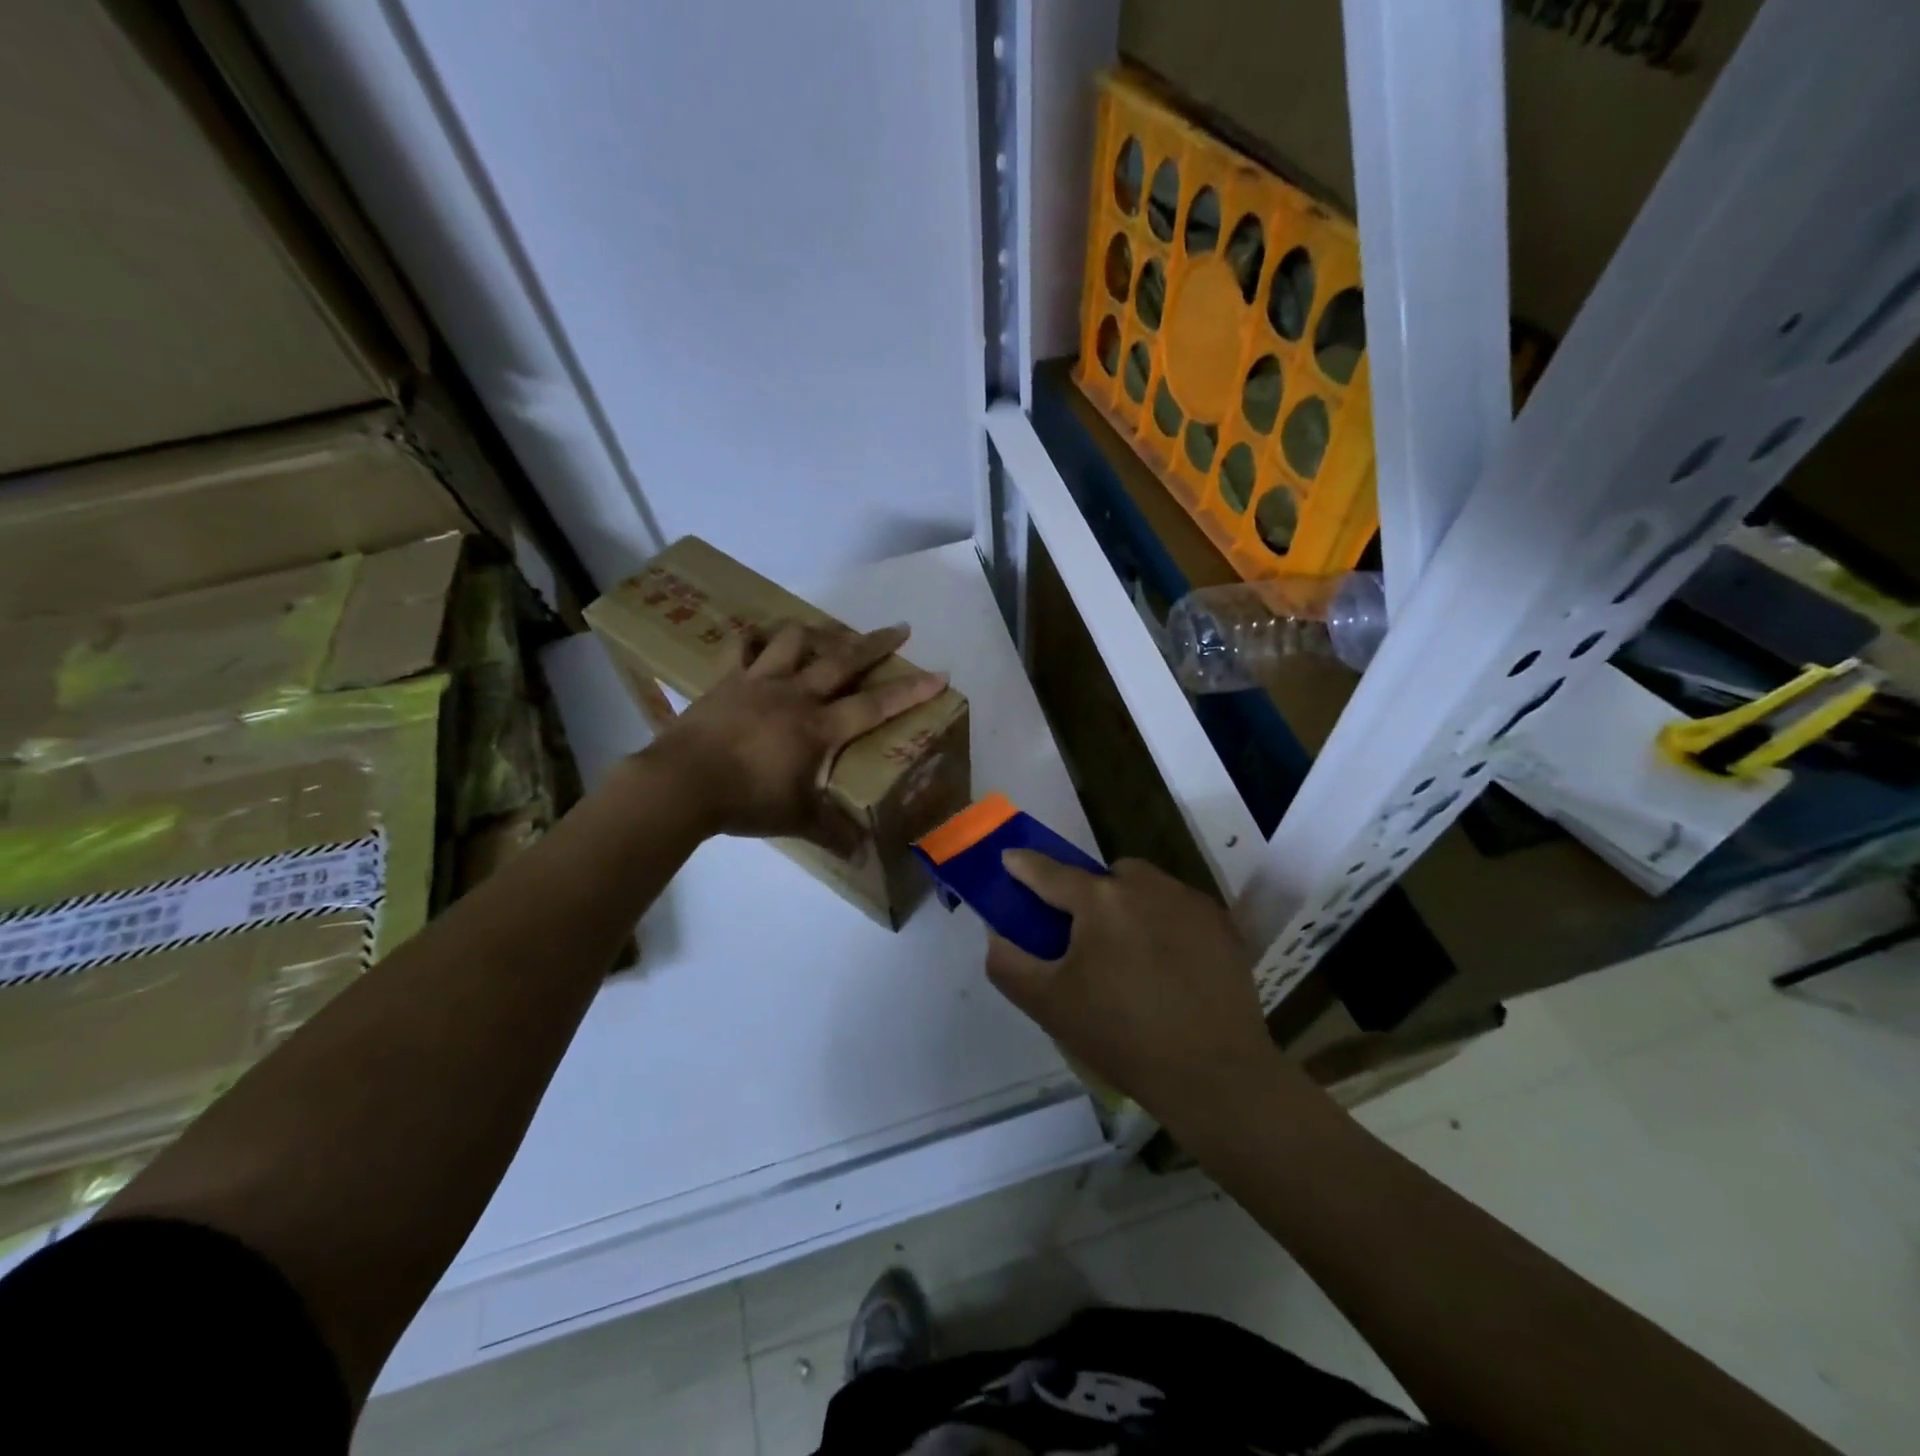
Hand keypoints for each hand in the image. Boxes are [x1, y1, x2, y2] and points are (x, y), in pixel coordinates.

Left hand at [647, 621, 947, 853]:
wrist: (682, 784)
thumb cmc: (746, 800)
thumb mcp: (796, 819)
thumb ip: (832, 833)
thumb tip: (862, 856)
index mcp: (819, 727)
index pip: (875, 705)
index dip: (910, 690)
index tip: (938, 673)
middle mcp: (795, 695)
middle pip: (842, 660)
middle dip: (875, 644)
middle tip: (899, 628)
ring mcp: (758, 682)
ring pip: (794, 642)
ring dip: (816, 633)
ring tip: (829, 632)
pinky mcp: (726, 681)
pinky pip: (741, 649)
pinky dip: (752, 640)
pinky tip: (758, 638)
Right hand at [985, 854, 1281, 1121]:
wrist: (1214, 1074)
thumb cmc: (1121, 1037)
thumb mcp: (1048, 1005)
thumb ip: (1009, 963)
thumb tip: (998, 933)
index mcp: (1099, 900)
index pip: (1049, 872)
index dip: (1024, 865)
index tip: (1009, 859)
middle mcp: (1145, 886)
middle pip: (1103, 876)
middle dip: (1088, 895)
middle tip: (1085, 939)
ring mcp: (1189, 901)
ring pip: (1144, 887)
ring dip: (1128, 905)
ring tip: (1130, 954)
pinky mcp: (1221, 923)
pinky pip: (1178, 907)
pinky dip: (1165, 922)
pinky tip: (1168, 965)